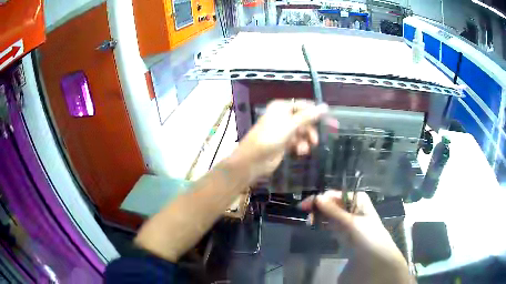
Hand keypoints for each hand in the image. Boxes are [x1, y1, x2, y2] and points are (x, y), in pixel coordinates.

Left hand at [230, 99, 327, 179]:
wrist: (253, 160)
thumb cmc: (271, 138)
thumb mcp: (291, 125)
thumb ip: (309, 116)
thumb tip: (325, 106)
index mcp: (281, 107)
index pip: (303, 105)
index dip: (316, 112)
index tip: (329, 121)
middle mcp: (282, 116)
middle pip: (303, 120)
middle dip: (311, 130)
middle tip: (317, 140)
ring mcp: (282, 130)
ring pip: (301, 132)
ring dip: (305, 140)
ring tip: (305, 149)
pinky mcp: (283, 143)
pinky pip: (296, 141)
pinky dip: (300, 146)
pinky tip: (300, 152)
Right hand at [300, 191, 412, 283]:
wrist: (376, 258)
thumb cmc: (368, 236)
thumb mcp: (352, 223)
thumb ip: (334, 211)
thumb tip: (317, 198)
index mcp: (358, 200)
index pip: (336, 194)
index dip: (321, 198)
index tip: (306, 205)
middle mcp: (352, 207)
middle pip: (332, 203)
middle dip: (319, 206)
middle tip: (305, 212)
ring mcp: (348, 220)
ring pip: (330, 213)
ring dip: (319, 215)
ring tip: (308, 221)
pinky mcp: (344, 232)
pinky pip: (331, 224)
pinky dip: (323, 223)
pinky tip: (314, 225)